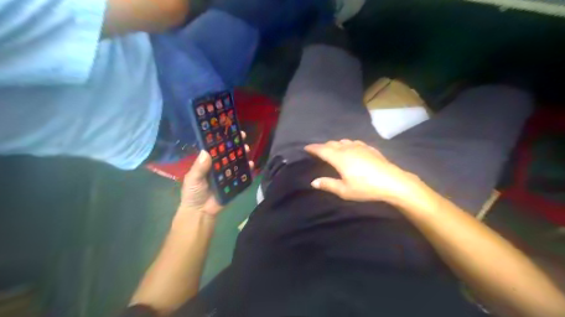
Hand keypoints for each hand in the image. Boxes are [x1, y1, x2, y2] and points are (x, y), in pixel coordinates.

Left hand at [175, 133, 252, 218]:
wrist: (200, 213)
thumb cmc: (193, 194)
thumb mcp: (192, 179)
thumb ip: (199, 167)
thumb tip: (206, 152)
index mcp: (208, 163)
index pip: (216, 149)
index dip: (222, 140)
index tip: (229, 130)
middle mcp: (219, 167)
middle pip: (229, 153)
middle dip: (236, 145)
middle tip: (242, 138)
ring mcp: (228, 175)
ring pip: (237, 162)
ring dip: (243, 155)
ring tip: (247, 149)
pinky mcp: (235, 183)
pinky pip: (242, 175)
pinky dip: (247, 169)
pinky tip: (251, 164)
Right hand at [305, 140, 423, 204]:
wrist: (392, 182)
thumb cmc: (366, 187)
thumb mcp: (344, 190)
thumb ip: (328, 184)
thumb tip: (313, 182)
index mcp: (339, 158)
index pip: (322, 150)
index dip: (313, 148)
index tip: (306, 147)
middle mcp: (348, 149)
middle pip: (332, 143)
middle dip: (323, 146)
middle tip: (318, 151)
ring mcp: (360, 147)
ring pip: (343, 141)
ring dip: (335, 144)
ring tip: (332, 149)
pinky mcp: (369, 148)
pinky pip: (354, 142)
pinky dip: (347, 144)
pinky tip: (350, 148)